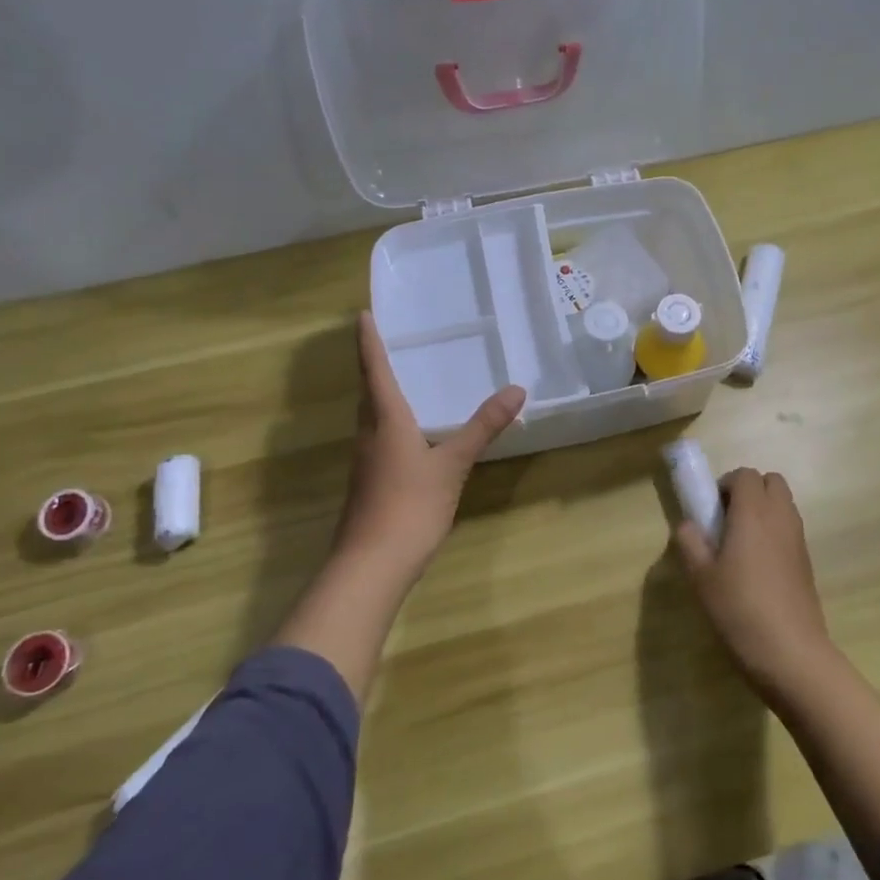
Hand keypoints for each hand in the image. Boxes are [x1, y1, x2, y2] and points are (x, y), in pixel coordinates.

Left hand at [331, 312, 525, 584]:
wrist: (372, 564)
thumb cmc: (411, 505)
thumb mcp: (453, 464)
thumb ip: (482, 427)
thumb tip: (516, 389)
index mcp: (386, 420)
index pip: (374, 370)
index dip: (369, 342)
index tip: (362, 314)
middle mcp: (369, 434)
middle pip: (368, 392)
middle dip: (373, 366)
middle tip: (387, 342)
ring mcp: (365, 461)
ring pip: (371, 417)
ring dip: (379, 395)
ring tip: (401, 381)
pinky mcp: (368, 483)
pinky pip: (377, 439)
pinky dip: (389, 423)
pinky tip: (408, 435)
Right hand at [674, 468, 834, 695]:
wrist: (791, 653)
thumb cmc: (739, 609)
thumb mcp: (701, 577)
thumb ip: (690, 543)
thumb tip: (688, 525)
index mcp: (753, 513)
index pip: (745, 474)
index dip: (725, 484)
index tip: (710, 510)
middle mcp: (780, 517)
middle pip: (771, 482)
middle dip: (748, 491)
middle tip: (726, 521)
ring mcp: (798, 540)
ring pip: (783, 505)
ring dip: (762, 511)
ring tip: (740, 545)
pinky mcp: (807, 562)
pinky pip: (790, 529)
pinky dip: (774, 532)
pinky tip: (757, 568)